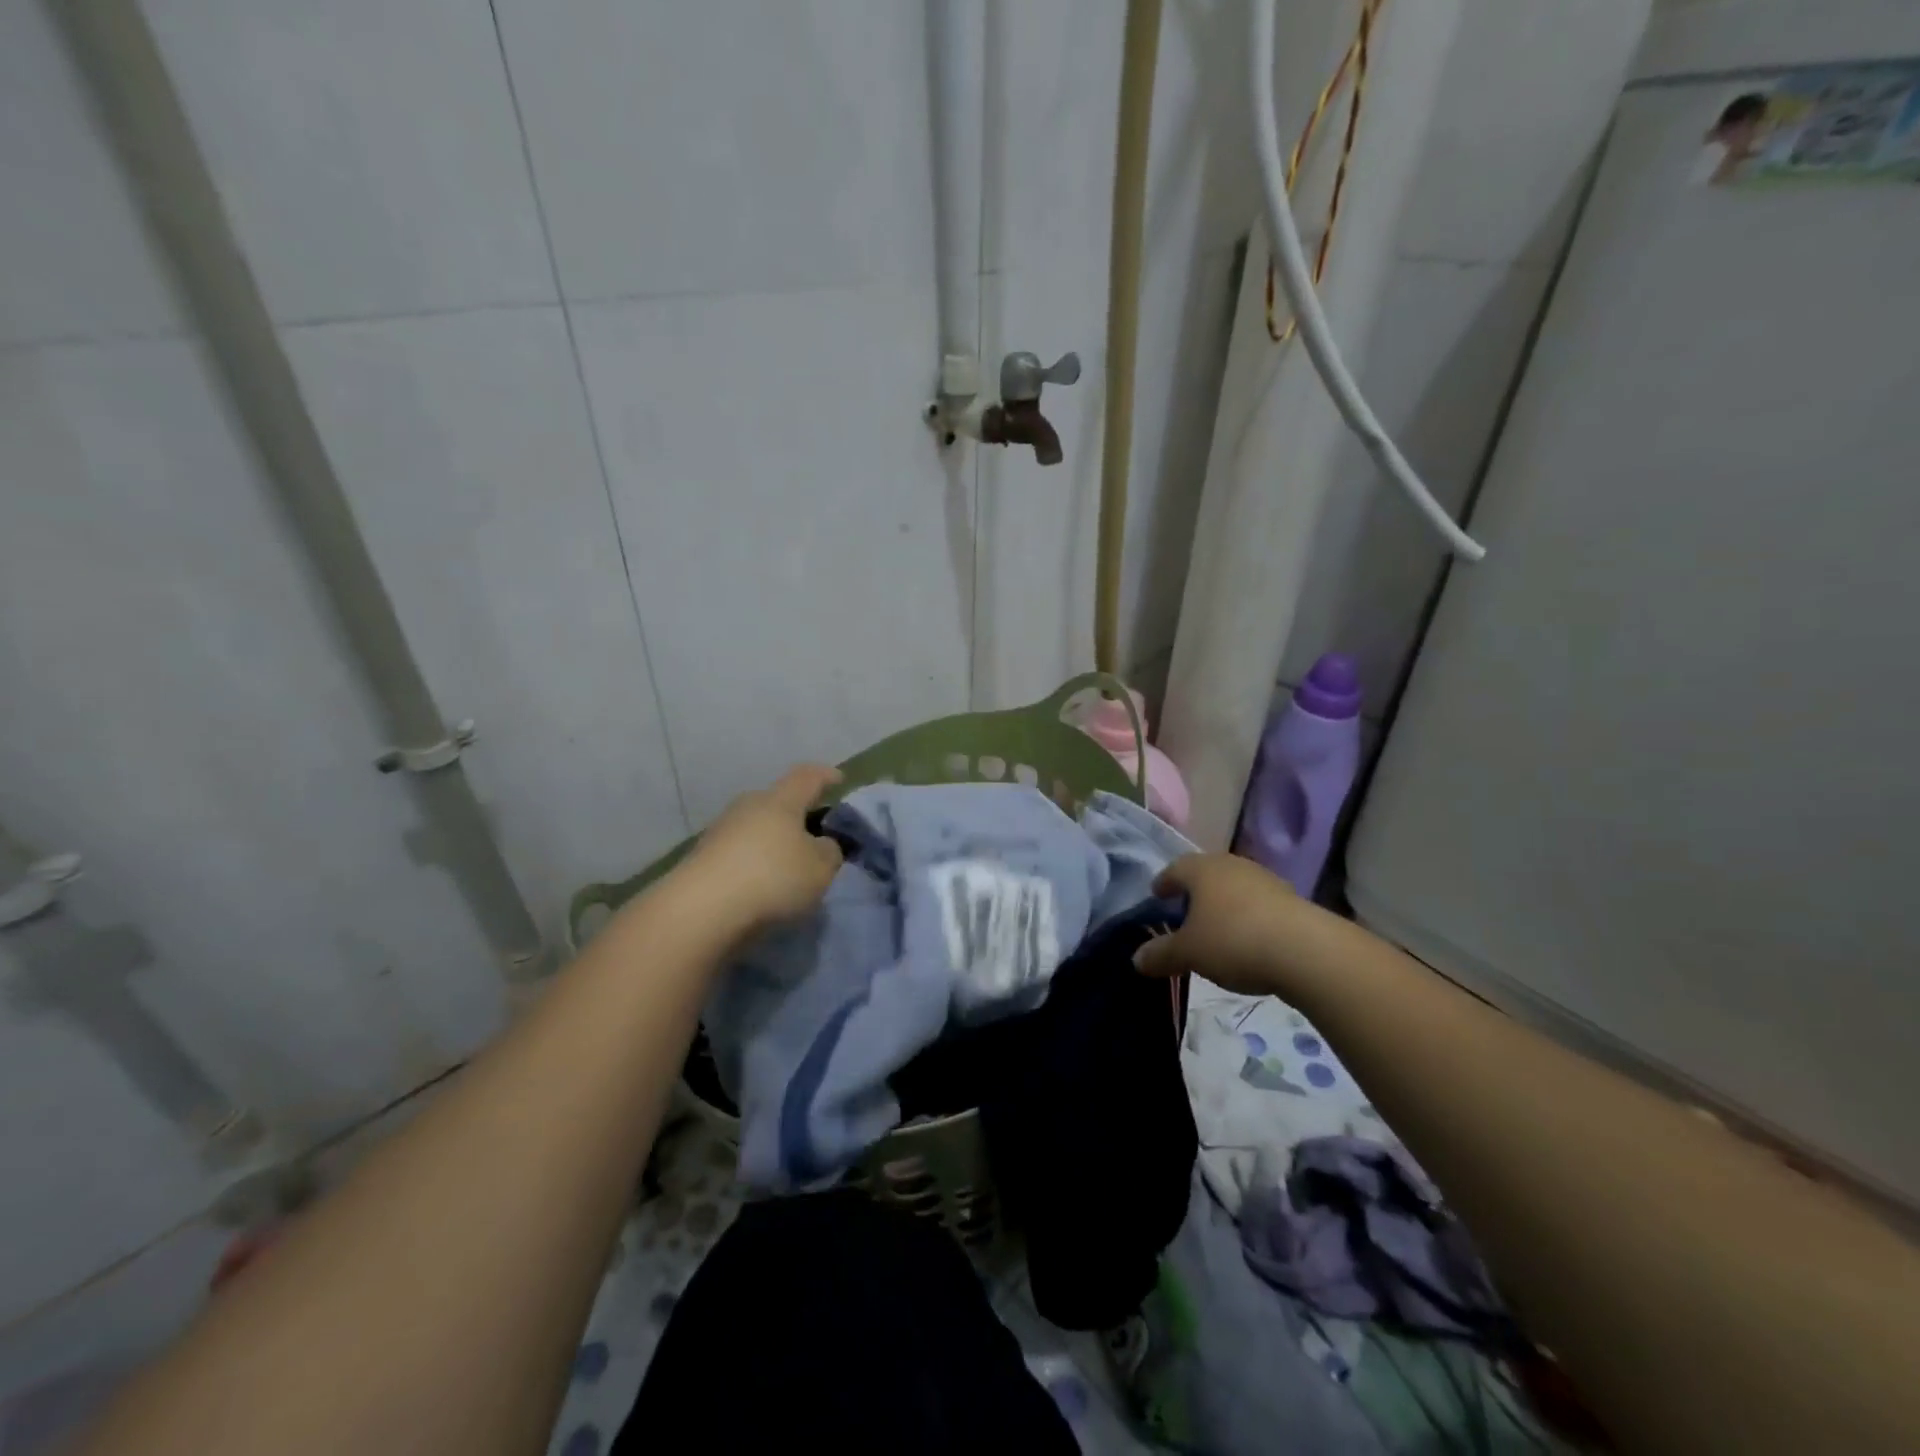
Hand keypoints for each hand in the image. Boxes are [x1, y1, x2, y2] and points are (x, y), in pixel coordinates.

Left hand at [679, 764, 844, 935]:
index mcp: (781, 801)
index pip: (807, 777)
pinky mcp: (703, 858)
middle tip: (815, 834)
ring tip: (789, 867)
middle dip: (797, 815)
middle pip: (778, 802)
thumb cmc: (773, 878)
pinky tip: (762, 885)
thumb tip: (822, 844)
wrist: (701, 910)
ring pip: (757, 828)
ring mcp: (721, 831)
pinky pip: (739, 852)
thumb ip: (830, 851)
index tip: (839, 780)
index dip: (825, 776)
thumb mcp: (821, 868)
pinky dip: (754, 863)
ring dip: (773, 842)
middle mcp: (748, 806)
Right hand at [1133, 852, 1313, 996]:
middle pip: (1206, 874)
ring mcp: (1265, 879)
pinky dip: (1248, 917)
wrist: (1307, 951)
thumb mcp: (1188, 953)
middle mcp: (1232, 865)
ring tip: (1216, 929)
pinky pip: (1258, 904)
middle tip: (1184, 913)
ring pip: (1234, 887)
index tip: (1157, 896)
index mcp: (1201, 869)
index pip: (1174, 868)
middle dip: (1194, 892)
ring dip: (1223, 904)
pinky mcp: (1291, 899)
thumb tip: (1137, 959)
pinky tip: (1248, 939)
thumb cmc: (1233, 941)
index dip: (1163, 883)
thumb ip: (1161, 954)